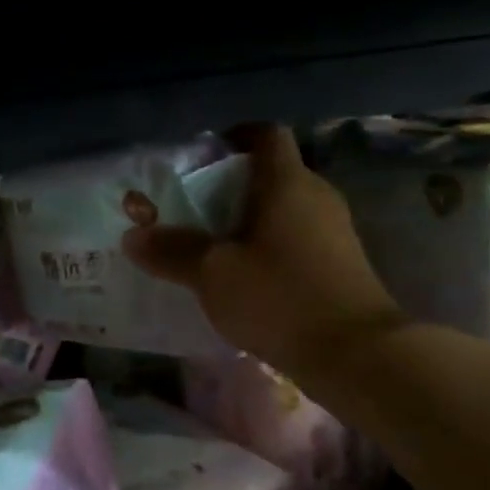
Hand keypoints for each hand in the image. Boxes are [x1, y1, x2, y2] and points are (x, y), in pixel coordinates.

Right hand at [122, 124, 406, 384]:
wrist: (356, 355)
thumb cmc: (279, 297)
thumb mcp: (212, 273)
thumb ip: (172, 251)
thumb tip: (133, 236)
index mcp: (287, 183)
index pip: (264, 134)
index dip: (233, 137)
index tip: (201, 159)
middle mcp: (316, 196)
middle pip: (270, 174)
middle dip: (229, 187)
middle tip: (192, 210)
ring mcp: (334, 231)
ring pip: (282, 210)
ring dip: (247, 221)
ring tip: (211, 248)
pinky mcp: (340, 264)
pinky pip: (295, 240)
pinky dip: (267, 248)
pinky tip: (243, 278)